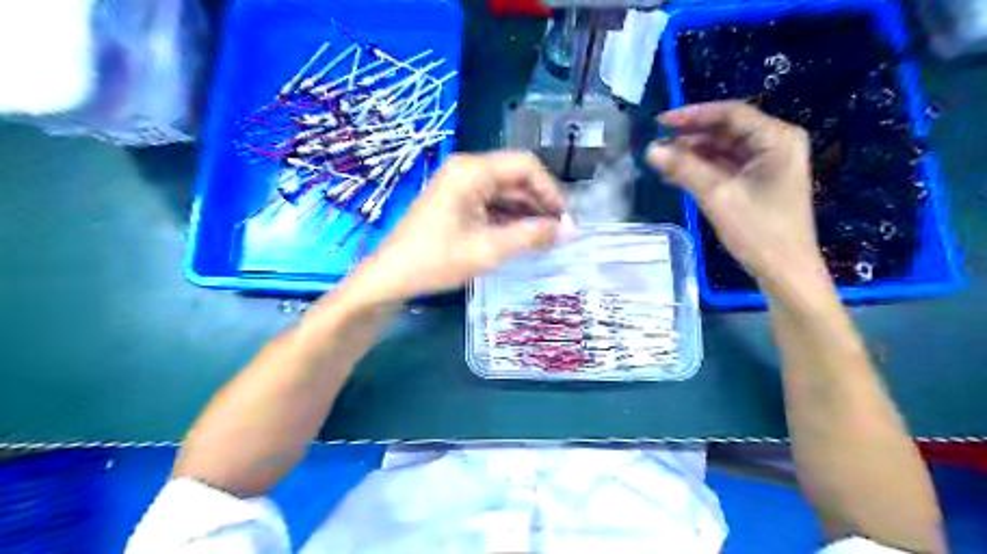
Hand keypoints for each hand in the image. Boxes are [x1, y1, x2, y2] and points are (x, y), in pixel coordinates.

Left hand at [344, 151, 563, 303]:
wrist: (391, 276)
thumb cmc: (437, 260)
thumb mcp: (489, 250)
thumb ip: (531, 236)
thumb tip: (569, 230)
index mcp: (472, 171)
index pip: (525, 166)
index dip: (550, 191)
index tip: (564, 219)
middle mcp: (466, 169)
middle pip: (515, 177)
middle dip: (539, 203)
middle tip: (559, 233)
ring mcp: (459, 184)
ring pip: (504, 191)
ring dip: (526, 212)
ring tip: (545, 238)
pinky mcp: (456, 200)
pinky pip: (490, 202)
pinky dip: (508, 217)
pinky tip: (522, 236)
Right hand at [649, 99, 825, 281]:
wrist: (785, 271)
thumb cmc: (759, 231)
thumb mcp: (718, 196)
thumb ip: (684, 169)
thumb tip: (650, 149)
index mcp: (777, 138)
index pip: (730, 114)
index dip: (692, 115)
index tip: (660, 123)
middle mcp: (775, 144)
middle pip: (726, 130)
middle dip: (690, 137)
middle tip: (658, 146)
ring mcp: (768, 164)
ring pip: (724, 149)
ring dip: (693, 154)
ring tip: (662, 163)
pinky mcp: (759, 182)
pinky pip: (726, 167)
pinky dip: (702, 169)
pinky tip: (677, 176)